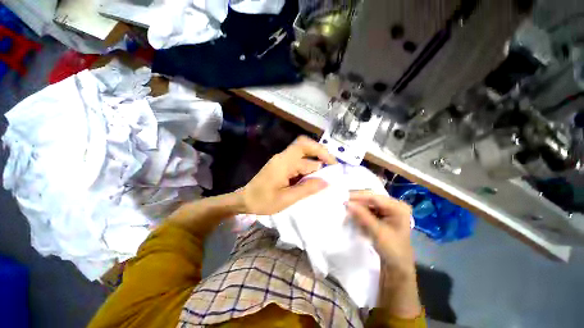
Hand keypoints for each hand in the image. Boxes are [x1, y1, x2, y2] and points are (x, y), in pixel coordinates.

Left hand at [239, 136, 336, 214]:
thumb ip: (307, 189)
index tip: (333, 165)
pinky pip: (298, 164)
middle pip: (306, 151)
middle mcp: (284, 157)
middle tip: (330, 173)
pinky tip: (310, 182)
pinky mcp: (282, 166)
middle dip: (320, 160)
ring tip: (322, 181)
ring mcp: (282, 161)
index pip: (306, 148)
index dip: (322, 153)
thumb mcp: (286, 199)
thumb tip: (326, 181)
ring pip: (303, 158)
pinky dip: (307, 171)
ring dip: (314, 167)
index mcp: (284, 162)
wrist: (245, 200)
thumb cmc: (263, 201)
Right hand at [346, 190, 414, 276]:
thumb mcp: (377, 231)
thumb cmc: (392, 249)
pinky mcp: (382, 215)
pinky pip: (368, 210)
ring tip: (347, 213)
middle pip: (371, 199)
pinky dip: (360, 214)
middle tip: (344, 205)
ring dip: (357, 209)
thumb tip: (347, 203)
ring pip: (367, 204)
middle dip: (357, 203)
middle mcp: (393, 205)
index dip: (359, 198)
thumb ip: (362, 215)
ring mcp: (388, 209)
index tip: (344, 200)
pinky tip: (354, 218)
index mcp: (398, 207)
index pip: (375, 198)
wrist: (397, 265)